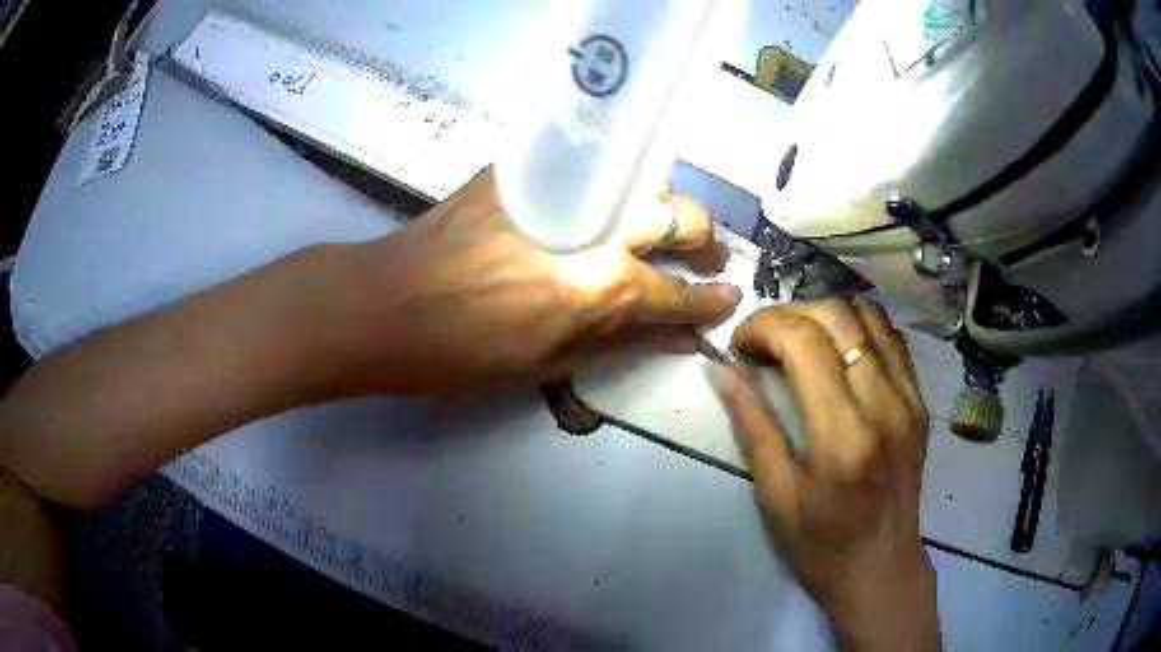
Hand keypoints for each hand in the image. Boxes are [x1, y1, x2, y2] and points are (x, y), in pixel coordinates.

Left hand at [308, 166, 741, 395]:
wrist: (389, 305)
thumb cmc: (464, 354)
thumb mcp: (548, 366)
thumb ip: (621, 344)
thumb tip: (678, 338)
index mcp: (603, 289)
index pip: (680, 293)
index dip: (711, 301)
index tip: (730, 297)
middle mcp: (598, 230)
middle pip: (681, 217)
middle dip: (703, 240)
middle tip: (704, 258)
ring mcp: (565, 190)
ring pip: (644, 178)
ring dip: (661, 204)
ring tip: (654, 227)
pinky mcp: (529, 169)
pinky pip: (594, 164)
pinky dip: (615, 183)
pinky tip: (608, 201)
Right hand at [710, 299, 937, 651]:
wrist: (880, 566)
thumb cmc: (820, 542)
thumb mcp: (775, 491)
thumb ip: (752, 423)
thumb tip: (721, 370)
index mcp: (842, 432)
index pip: (804, 342)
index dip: (764, 326)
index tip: (739, 343)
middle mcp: (884, 402)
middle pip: (839, 316)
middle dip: (791, 314)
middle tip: (764, 340)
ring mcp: (909, 399)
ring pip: (870, 317)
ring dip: (827, 316)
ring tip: (801, 341)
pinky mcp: (920, 402)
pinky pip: (892, 341)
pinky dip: (860, 330)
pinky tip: (839, 352)